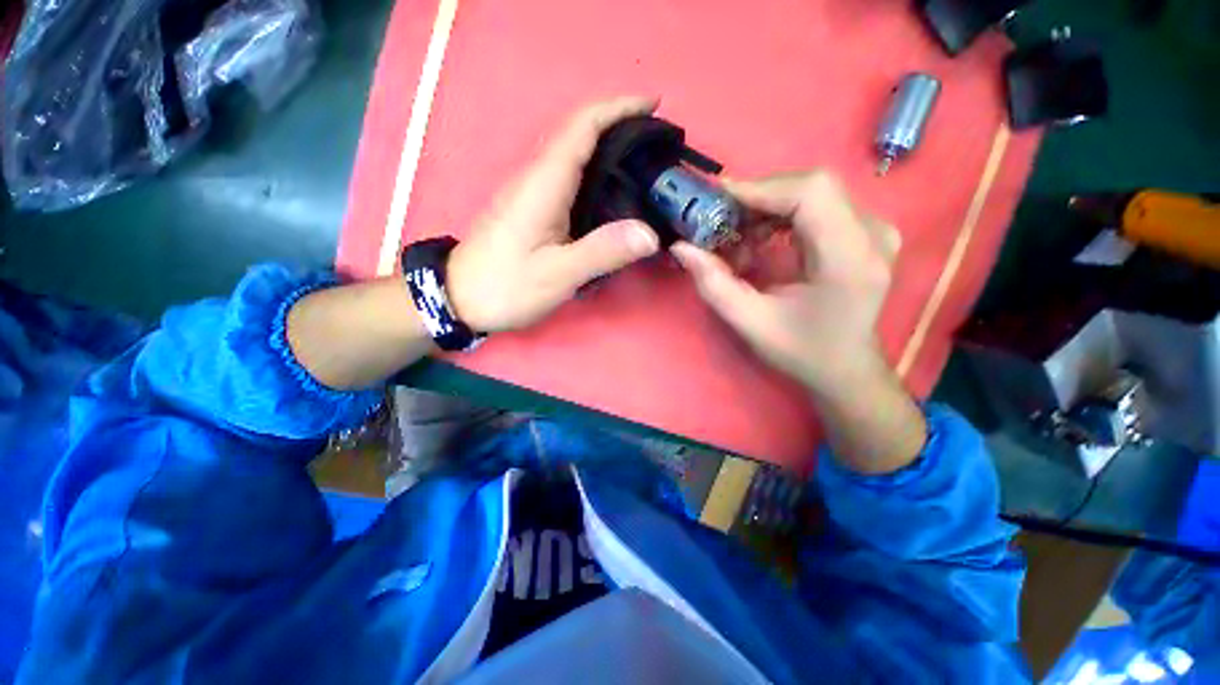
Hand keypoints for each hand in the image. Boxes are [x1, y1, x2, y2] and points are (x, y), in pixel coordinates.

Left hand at [446, 97, 661, 332]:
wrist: (460, 298)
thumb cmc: (506, 285)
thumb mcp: (558, 274)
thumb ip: (603, 252)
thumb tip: (650, 234)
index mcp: (543, 183)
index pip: (582, 127)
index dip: (619, 108)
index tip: (653, 105)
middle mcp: (536, 177)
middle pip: (578, 133)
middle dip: (619, 125)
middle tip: (656, 141)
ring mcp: (530, 192)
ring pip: (572, 154)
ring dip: (607, 147)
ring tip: (643, 162)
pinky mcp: (529, 208)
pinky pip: (566, 177)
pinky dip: (593, 172)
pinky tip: (611, 192)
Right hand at [671, 170, 899, 394]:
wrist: (845, 367)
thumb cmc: (801, 351)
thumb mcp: (750, 323)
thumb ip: (714, 284)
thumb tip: (681, 247)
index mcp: (850, 259)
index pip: (811, 194)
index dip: (761, 188)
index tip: (718, 200)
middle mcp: (873, 234)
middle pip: (812, 187)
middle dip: (759, 198)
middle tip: (722, 222)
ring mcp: (875, 229)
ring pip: (813, 191)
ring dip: (768, 207)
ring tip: (740, 238)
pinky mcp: (866, 230)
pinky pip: (819, 204)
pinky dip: (782, 214)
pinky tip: (762, 238)